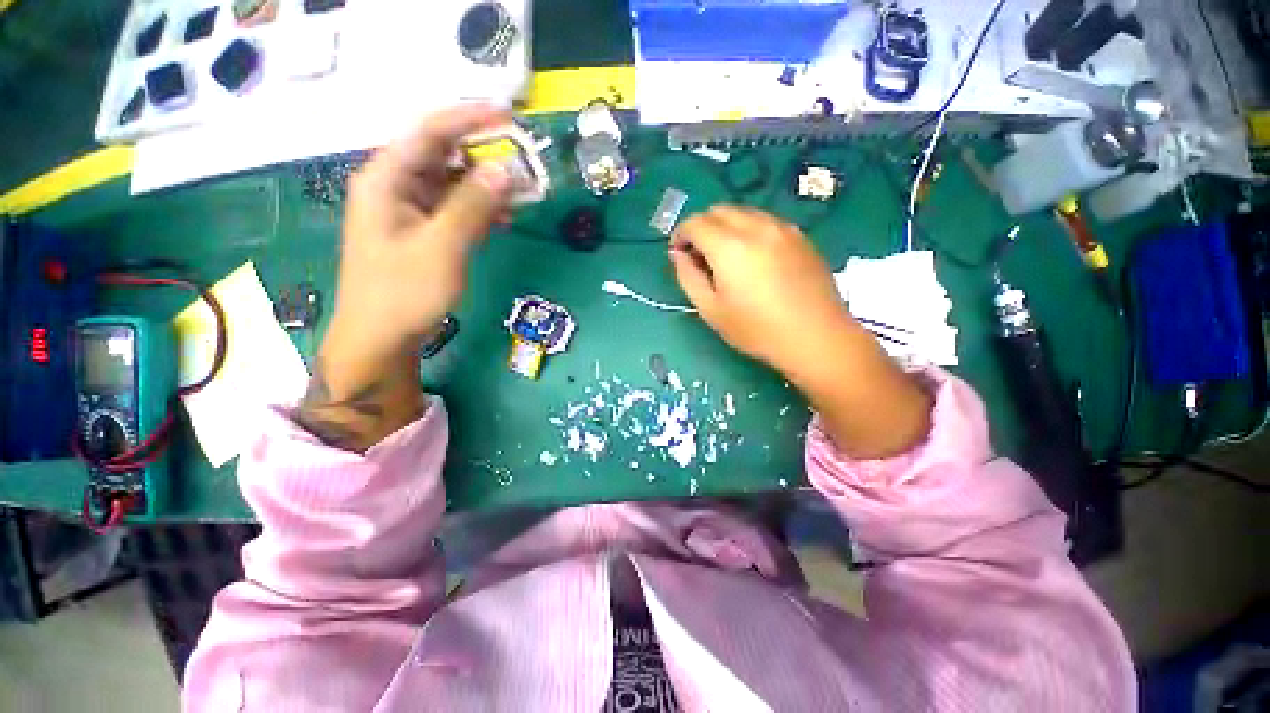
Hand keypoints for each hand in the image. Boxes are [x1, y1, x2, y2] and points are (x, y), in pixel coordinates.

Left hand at [329, 104, 512, 362]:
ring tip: (522, 195)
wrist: (381, 337)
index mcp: (387, 179)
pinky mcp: (422, 232)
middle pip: (444, 156)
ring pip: (453, 184)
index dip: (469, 119)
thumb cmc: (404, 291)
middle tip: (524, 165)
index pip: (430, 132)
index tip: (509, 116)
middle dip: (485, 157)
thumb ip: (473, 206)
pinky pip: (454, 209)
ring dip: (487, 187)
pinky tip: (502, 220)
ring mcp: (409, 210)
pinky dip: (479, 210)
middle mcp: (396, 186)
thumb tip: (506, 170)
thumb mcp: (443, 247)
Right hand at [669, 206, 931, 457]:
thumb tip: (678, 254)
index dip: (681, 235)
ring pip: (743, 212)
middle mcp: (755, 227)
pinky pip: (765, 221)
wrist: (816, 337)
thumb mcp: (711, 310)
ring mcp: (782, 228)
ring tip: (726, 256)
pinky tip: (754, 257)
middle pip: (718, 210)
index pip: (695, 223)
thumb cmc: (757, 329)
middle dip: (702, 227)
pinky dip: (749, 229)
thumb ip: (688, 277)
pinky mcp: (800, 236)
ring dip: (725, 226)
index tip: (679, 253)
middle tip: (700, 256)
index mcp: (729, 246)